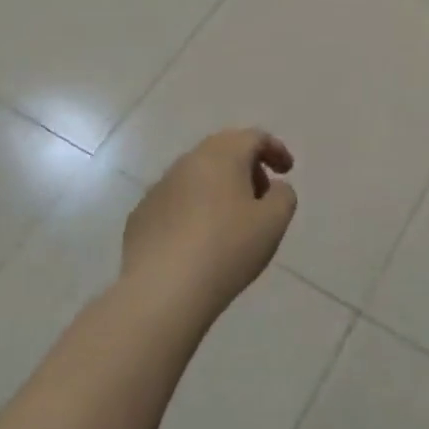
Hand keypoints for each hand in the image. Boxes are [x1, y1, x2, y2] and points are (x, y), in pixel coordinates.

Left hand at [123, 129, 296, 319]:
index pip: (254, 137)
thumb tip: (272, 188)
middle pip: (223, 150)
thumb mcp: (273, 222)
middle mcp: (188, 161)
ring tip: (231, 220)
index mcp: (223, 155)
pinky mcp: (141, 215)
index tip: (287, 171)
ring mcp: (160, 187)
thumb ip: (283, 196)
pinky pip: (176, 201)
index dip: (275, 150)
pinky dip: (193, 209)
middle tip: (261, 194)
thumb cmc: (226, 249)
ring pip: (197, 175)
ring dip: (219, 187)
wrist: (161, 291)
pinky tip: (198, 240)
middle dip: (247, 166)